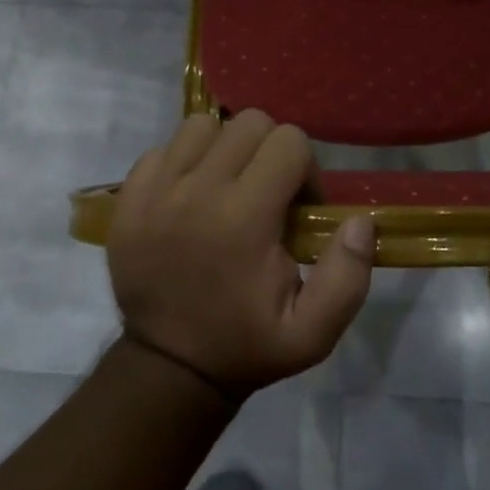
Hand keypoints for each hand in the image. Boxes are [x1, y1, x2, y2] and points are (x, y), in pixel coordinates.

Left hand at [107, 111, 375, 397]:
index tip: (298, 207)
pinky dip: (183, 162)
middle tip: (268, 193)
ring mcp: (156, 190)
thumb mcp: (312, 333)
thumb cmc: (245, 345)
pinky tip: (190, 195)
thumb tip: (360, 221)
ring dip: (225, 148)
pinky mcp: (129, 197)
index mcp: (244, 218)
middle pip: (249, 123)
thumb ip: (347, 277)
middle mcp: (198, 191)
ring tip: (228, 187)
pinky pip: (162, 148)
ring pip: (203, 125)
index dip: (305, 169)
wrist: (168, 367)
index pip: (289, 142)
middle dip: (269, 150)